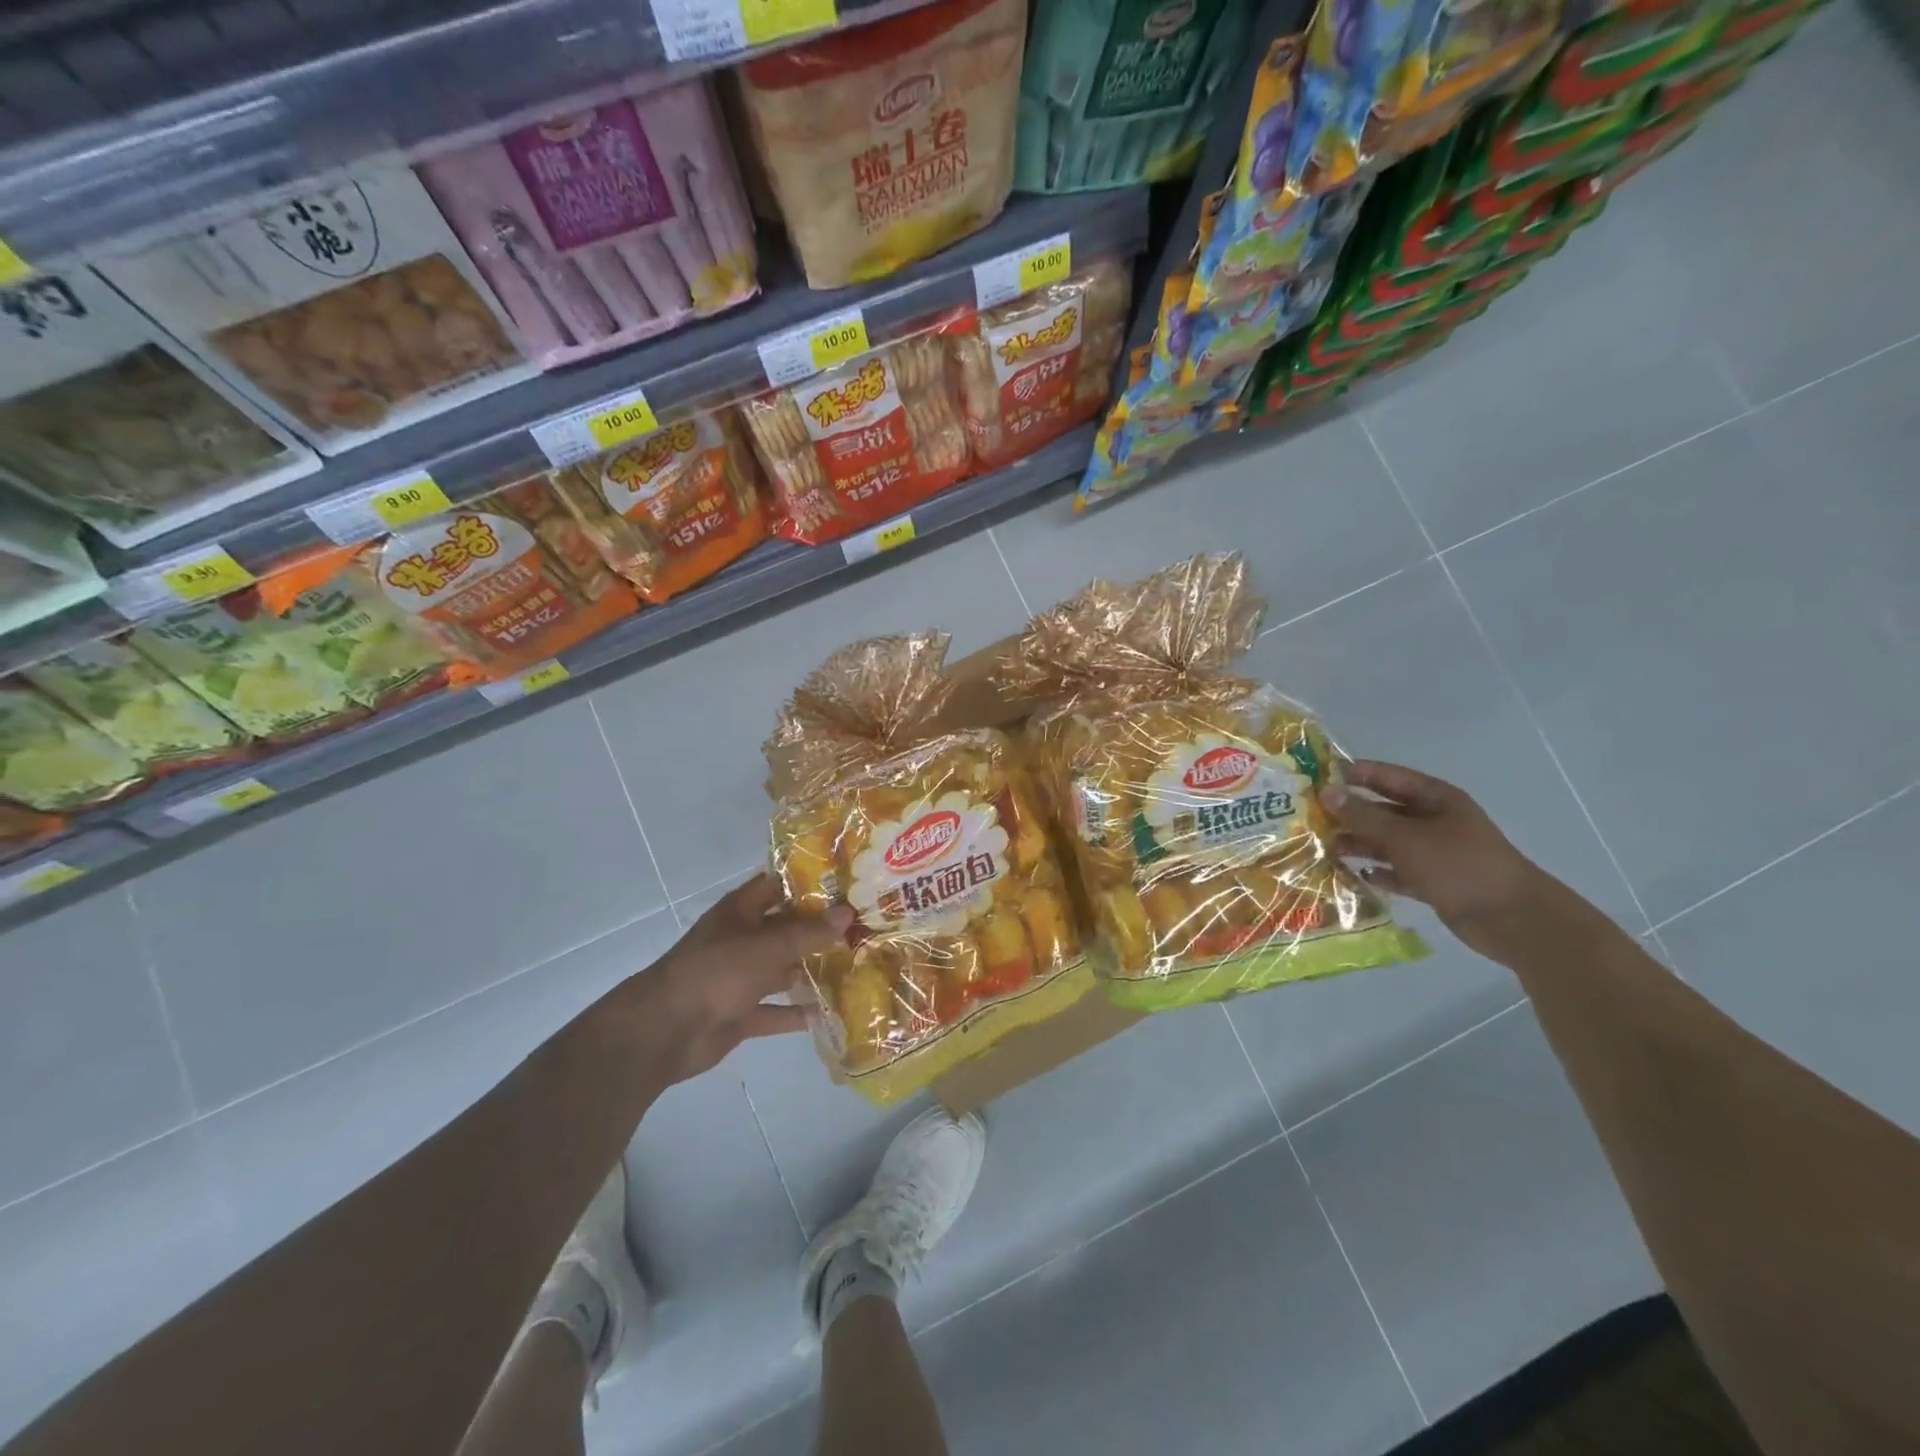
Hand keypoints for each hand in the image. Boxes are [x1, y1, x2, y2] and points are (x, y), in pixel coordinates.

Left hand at [625, 874, 851, 1085]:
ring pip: (784, 968)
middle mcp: (742, 939)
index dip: (810, 881)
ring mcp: (741, 977)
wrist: (665, 1031)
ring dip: (813, 969)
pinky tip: (832, 1012)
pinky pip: (776, 1010)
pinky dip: (799, 1013)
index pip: (779, 885)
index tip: (848, 881)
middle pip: (786, 928)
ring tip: (857, 964)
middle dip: (821, 928)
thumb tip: (848, 913)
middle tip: (865, 924)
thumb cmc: (715, 973)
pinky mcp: (742, 1012)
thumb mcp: (766, 947)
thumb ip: (808, 933)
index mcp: (741, 911)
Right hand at [1323, 761, 1566, 959]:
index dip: (1355, 774)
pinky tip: (1354, 875)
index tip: (1318, 777)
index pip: (1388, 777)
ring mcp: (1434, 852)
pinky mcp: (1434, 881)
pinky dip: (1378, 872)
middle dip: (1351, 813)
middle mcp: (1434, 821)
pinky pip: (1397, 870)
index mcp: (1435, 799)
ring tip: (1324, 848)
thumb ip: (1363, 816)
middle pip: (1384, 810)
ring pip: (1388, 842)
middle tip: (1311, 816)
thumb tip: (1325, 792)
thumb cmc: (1458, 865)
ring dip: (1360, 844)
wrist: (1512, 919)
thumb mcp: (1405, 837)